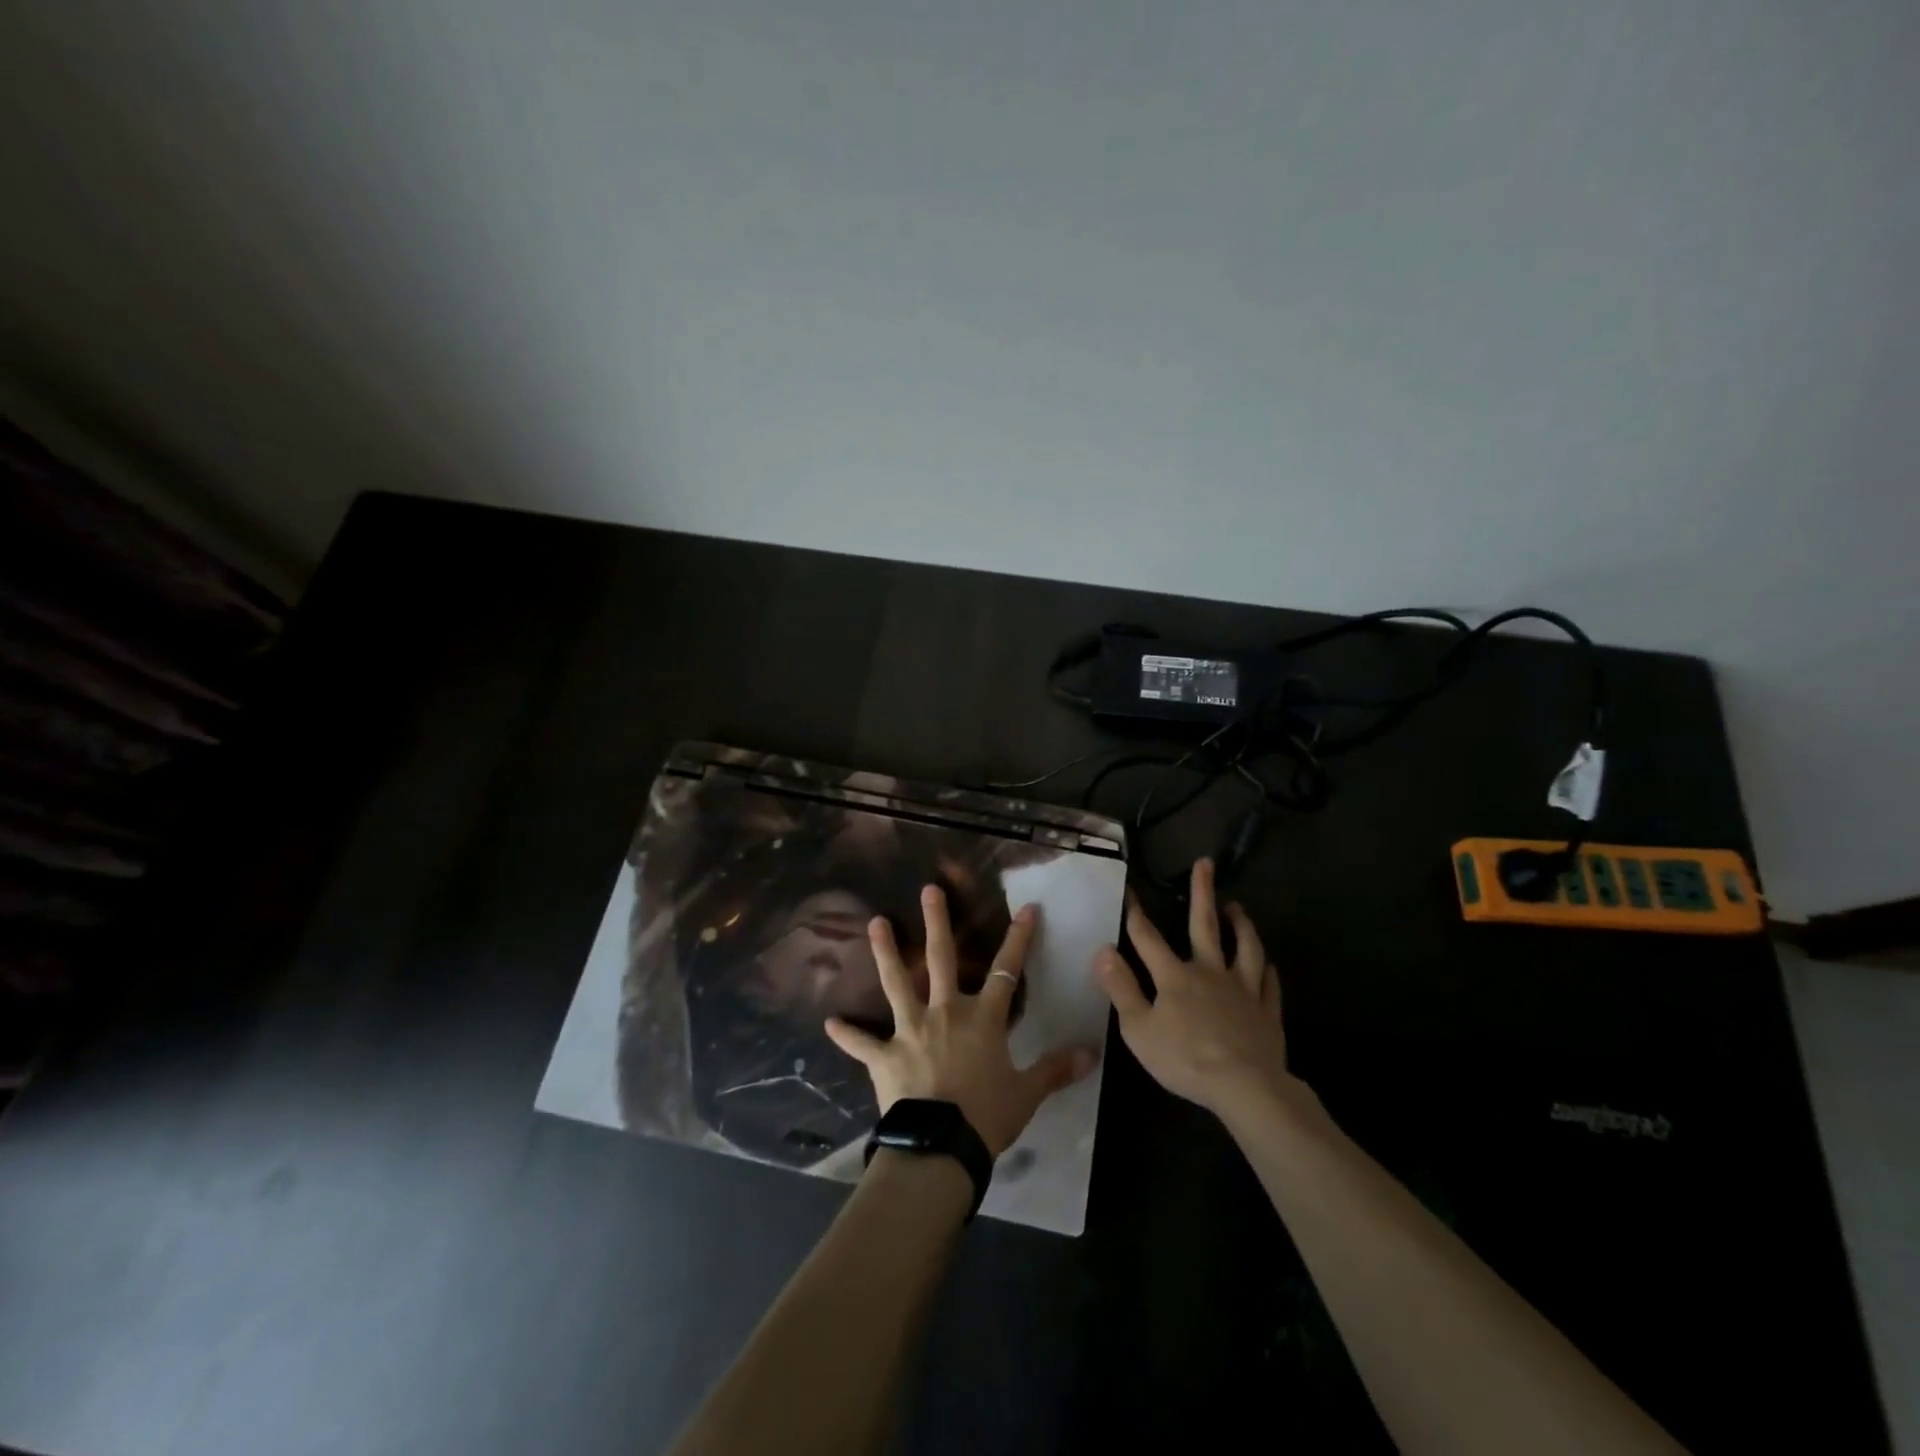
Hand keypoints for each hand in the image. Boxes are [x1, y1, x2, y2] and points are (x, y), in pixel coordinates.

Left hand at [825, 885, 1100, 1157]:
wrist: (940, 1146)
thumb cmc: (986, 1116)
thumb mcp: (1027, 1093)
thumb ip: (1055, 1069)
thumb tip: (1092, 1052)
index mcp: (982, 1018)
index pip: (1006, 970)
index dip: (1018, 939)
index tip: (1027, 908)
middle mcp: (944, 1012)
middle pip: (941, 958)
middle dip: (937, 922)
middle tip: (928, 889)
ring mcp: (910, 1030)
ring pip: (896, 982)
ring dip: (885, 952)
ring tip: (874, 923)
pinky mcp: (884, 1055)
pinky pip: (862, 1043)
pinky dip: (847, 1034)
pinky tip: (830, 1022)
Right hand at [1094, 858, 1295, 1118]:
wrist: (1245, 1086)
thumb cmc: (1184, 1058)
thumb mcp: (1138, 1028)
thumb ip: (1120, 988)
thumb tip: (1102, 950)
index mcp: (1175, 976)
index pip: (1148, 938)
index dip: (1135, 913)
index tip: (1129, 889)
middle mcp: (1210, 972)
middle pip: (1205, 926)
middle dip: (1202, 893)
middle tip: (1205, 864)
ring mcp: (1243, 990)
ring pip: (1246, 948)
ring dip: (1242, 925)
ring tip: (1238, 907)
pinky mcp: (1267, 1013)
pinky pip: (1269, 985)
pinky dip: (1268, 972)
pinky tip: (1270, 965)